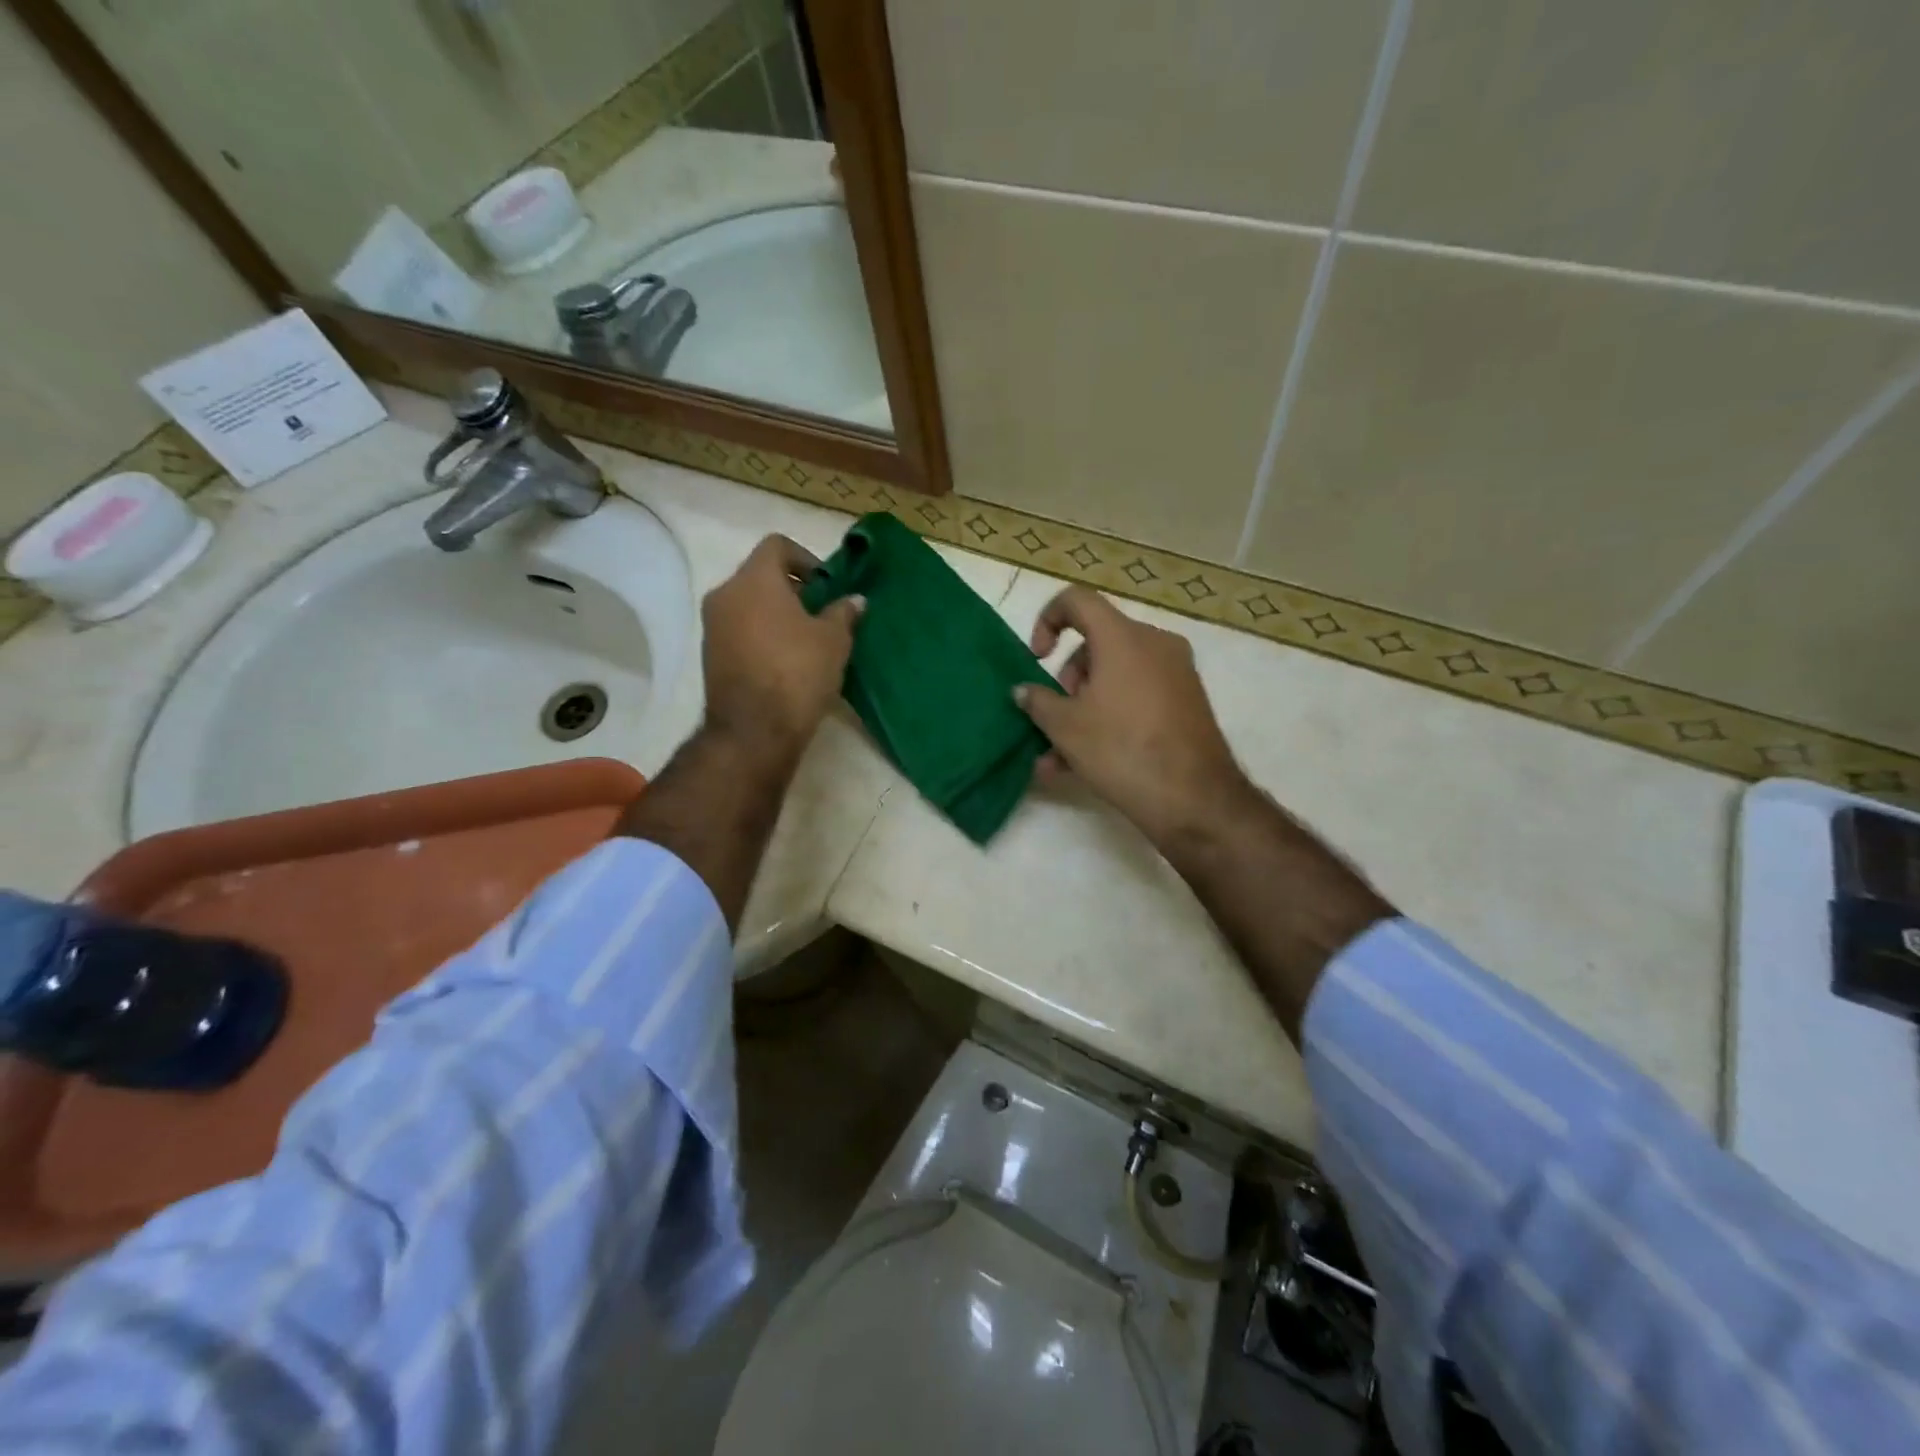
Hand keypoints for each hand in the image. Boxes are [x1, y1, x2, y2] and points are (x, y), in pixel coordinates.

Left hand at [701, 535, 862, 755]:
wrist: (754, 731)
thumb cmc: (797, 673)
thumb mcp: (834, 641)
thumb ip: (843, 612)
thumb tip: (854, 600)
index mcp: (754, 580)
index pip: (777, 545)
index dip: (806, 559)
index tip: (827, 586)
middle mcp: (725, 594)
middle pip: (760, 574)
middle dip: (793, 589)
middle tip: (821, 612)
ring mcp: (712, 626)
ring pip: (748, 603)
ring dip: (776, 613)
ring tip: (807, 639)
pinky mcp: (710, 654)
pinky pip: (740, 629)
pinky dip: (761, 634)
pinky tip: (786, 660)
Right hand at [1013, 586, 1252, 845]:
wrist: (1193, 798)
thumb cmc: (1121, 749)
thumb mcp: (1065, 727)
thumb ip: (1038, 701)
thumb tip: (1023, 690)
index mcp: (1123, 637)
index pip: (1077, 600)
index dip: (1047, 620)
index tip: (1037, 658)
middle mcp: (1154, 644)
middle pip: (1097, 643)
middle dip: (1067, 679)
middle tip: (1055, 716)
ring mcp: (1176, 673)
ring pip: (1115, 676)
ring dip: (1083, 709)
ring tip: (1056, 757)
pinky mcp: (1187, 703)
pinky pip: (1136, 697)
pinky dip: (1110, 718)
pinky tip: (1082, 765)